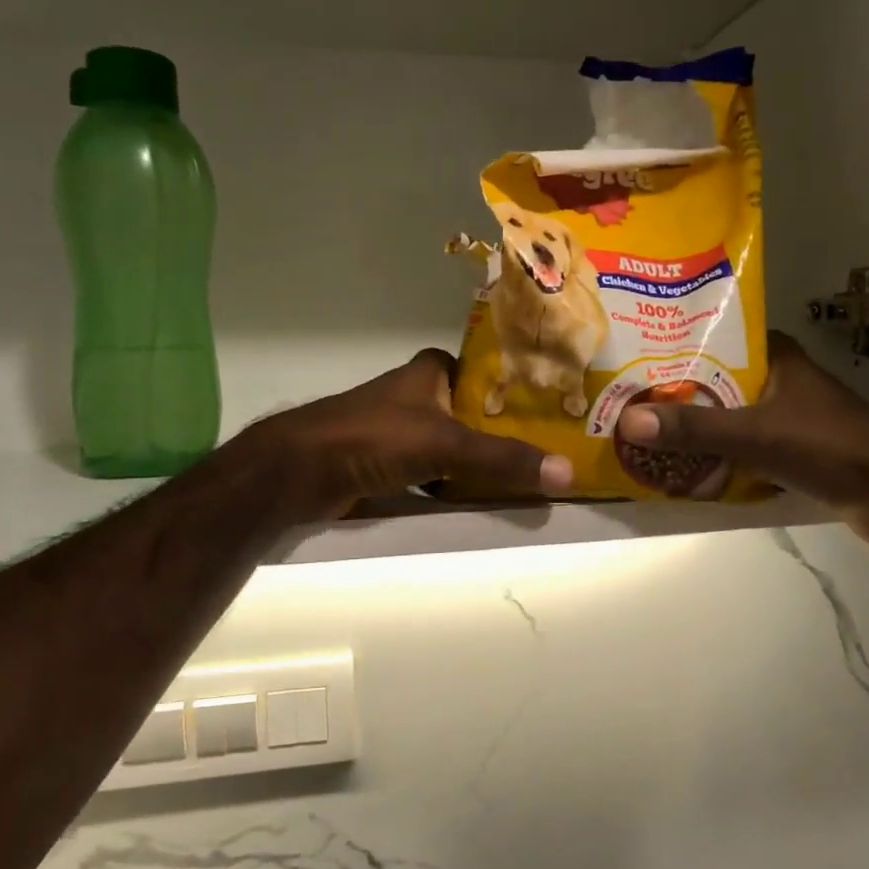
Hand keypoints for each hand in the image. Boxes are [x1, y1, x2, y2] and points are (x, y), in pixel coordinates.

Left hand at [232, 349, 573, 522]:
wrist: (300, 471)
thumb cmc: (374, 437)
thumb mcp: (446, 444)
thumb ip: (503, 457)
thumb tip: (567, 472)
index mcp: (430, 371)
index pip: (486, 370)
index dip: (517, 386)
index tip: (555, 406)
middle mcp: (417, 394)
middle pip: (473, 410)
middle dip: (505, 429)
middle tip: (550, 448)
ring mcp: (400, 428)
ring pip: (454, 442)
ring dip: (480, 459)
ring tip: (526, 475)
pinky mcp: (387, 461)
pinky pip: (433, 470)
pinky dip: (453, 483)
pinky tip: (479, 498)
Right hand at [616, 332, 868, 553]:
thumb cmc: (831, 448)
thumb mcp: (757, 435)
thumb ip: (694, 429)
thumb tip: (626, 421)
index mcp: (775, 357)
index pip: (715, 336)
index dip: (674, 343)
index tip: (631, 353)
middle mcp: (776, 380)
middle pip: (712, 380)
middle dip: (672, 392)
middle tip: (622, 398)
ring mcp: (782, 417)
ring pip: (723, 416)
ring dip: (689, 426)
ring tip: (637, 430)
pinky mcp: (787, 451)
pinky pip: (736, 447)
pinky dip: (711, 455)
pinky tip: (676, 465)